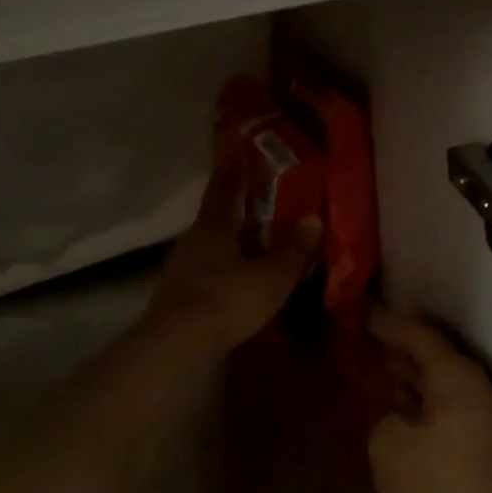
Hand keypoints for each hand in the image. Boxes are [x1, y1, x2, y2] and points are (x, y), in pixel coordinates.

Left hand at [142, 145, 321, 354]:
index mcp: (214, 225)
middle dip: (236, 208)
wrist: (178, 343)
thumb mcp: (271, 276)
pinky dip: (223, 267)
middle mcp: (194, 239)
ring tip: (253, 242)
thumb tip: (313, 220)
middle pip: (216, 216)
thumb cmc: (228, 298)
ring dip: (230, 241)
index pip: (224, 187)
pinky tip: (237, 278)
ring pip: (210, 245)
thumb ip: (293, 250)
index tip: (236, 149)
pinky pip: (206, 270)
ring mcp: (182, 268)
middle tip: (258, 201)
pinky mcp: (178, 295)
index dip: (232, 168)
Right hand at [367, 308, 491, 492]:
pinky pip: (441, 408)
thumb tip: (395, 417)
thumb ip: (383, 417)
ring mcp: (479, 418)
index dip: (385, 322)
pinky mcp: (479, 447)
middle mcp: (471, 388)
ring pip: (436, 384)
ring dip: (407, 375)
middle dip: (397, 346)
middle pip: (430, 355)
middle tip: (363, 335)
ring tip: (375, 366)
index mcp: (453, 375)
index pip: (416, 333)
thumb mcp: (390, 446)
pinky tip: (396, 411)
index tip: (359, 311)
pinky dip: (417, 403)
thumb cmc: (440, 487)